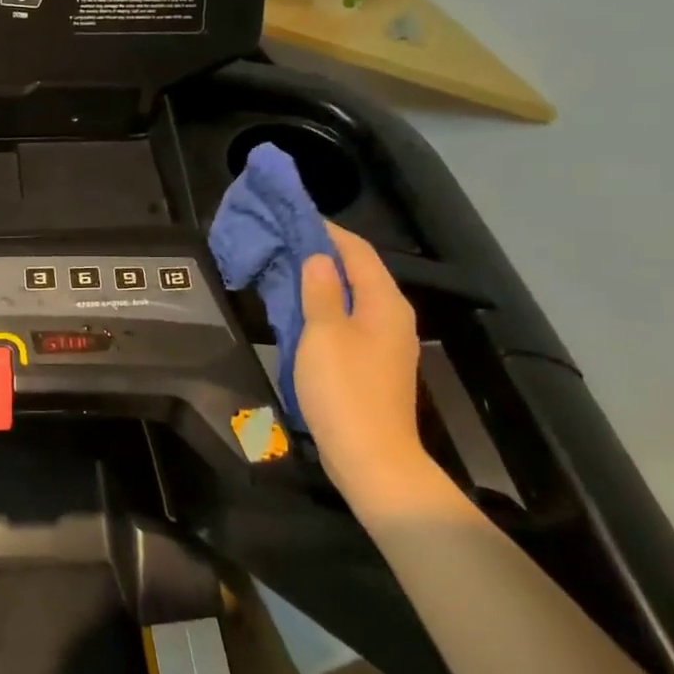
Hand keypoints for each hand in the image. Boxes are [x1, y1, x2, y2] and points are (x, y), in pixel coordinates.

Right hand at [292, 222, 429, 501]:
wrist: (371, 457)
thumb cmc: (345, 389)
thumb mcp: (324, 333)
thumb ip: (321, 290)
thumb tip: (319, 257)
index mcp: (384, 303)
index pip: (357, 251)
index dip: (327, 231)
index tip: (294, 216)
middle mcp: (391, 317)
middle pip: (358, 272)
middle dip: (322, 254)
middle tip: (282, 242)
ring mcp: (385, 344)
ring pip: (351, 298)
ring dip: (321, 282)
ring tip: (284, 270)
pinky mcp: (373, 365)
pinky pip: (348, 322)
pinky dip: (324, 308)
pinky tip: (299, 312)